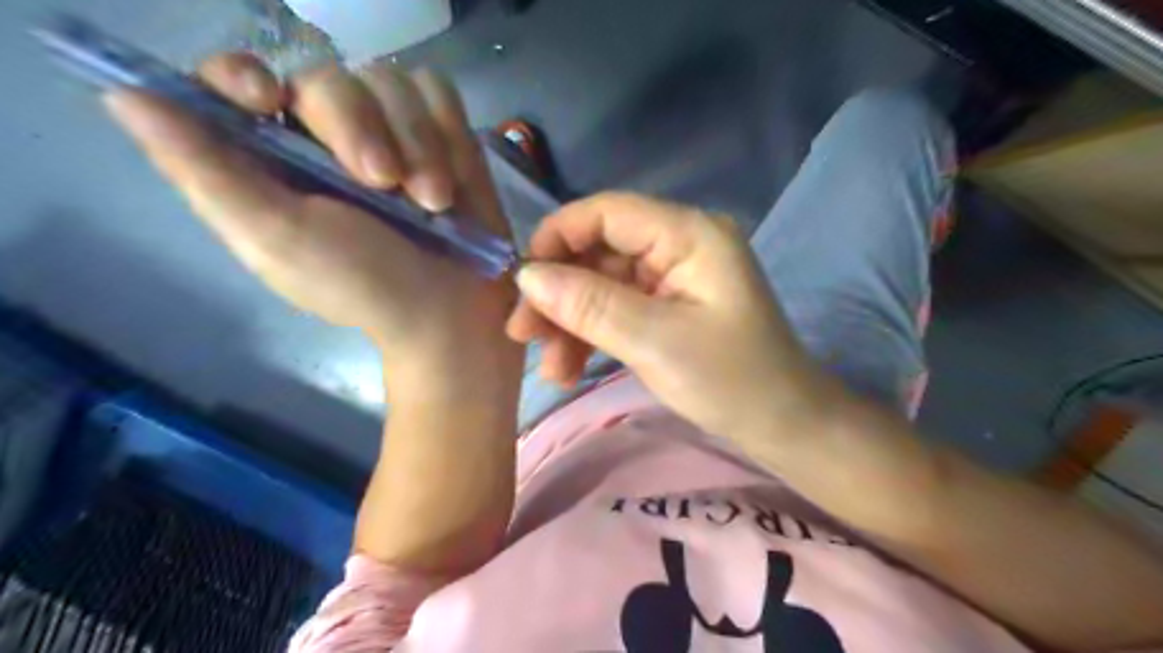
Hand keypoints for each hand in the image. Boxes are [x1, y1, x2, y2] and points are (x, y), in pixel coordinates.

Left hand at [105, 54, 525, 402]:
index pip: (235, 83)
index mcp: (274, 163)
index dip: (243, 76)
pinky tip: (453, 179)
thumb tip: (124, 98)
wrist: (451, 311)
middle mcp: (328, 139)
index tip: (269, 99)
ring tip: (433, 201)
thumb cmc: (365, 287)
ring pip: (392, 84)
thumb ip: (208, 175)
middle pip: (329, 78)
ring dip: (418, 144)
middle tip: (383, 184)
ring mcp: (392, 134)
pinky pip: (440, 96)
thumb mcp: (278, 241)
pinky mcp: (443, 137)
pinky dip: (448, 133)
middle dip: (360, 128)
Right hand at [506, 191, 826, 438]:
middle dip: (560, 293)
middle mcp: (680, 244)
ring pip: (604, 284)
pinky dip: (593, 334)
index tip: (520, 281)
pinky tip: (570, 368)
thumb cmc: (731, 381)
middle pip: (601, 251)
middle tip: (524, 335)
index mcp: (689, 234)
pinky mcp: (670, 306)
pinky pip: (619, 308)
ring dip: (571, 322)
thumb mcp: (654, 342)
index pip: (607, 212)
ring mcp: (674, 277)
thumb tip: (527, 276)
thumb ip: (588, 304)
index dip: (557, 238)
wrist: (784, 426)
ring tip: (550, 370)